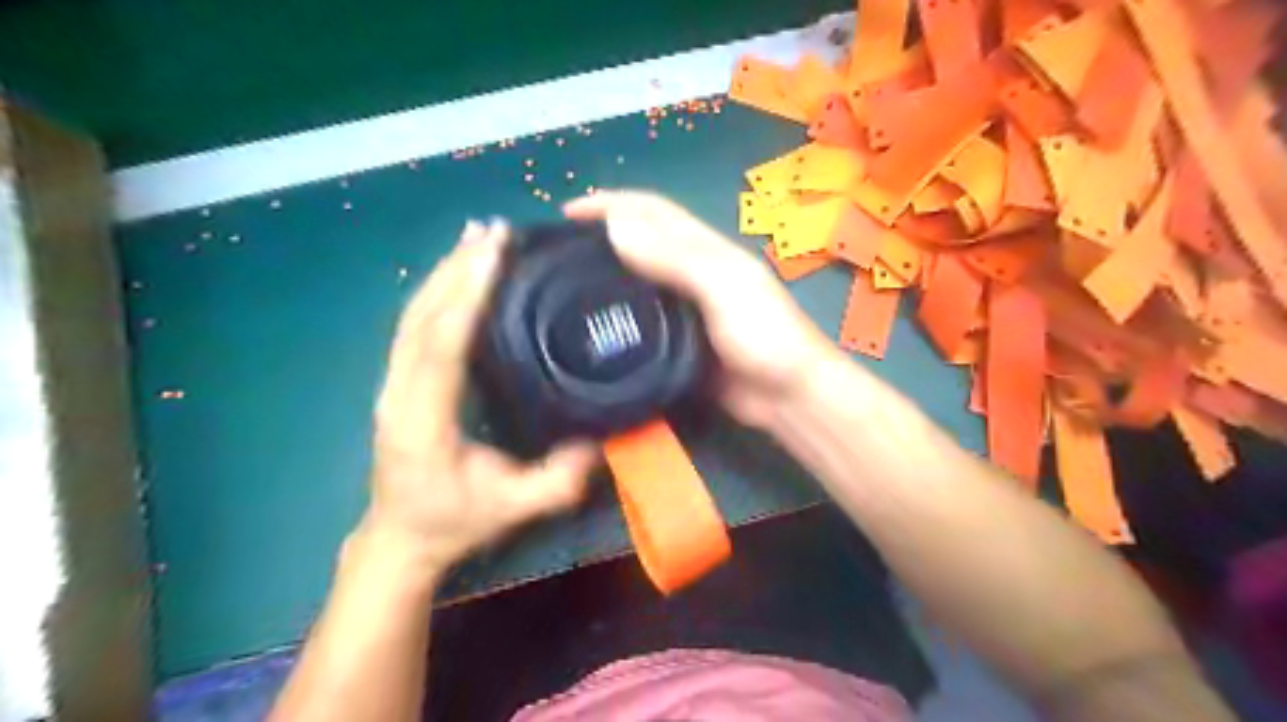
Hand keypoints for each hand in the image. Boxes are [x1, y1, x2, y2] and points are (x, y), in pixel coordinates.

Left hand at [360, 219, 596, 569]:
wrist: (399, 540)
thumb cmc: (452, 524)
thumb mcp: (512, 510)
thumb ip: (558, 481)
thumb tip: (601, 442)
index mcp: (422, 421)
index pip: (441, 347)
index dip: (467, 298)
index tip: (495, 257)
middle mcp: (398, 393)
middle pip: (420, 318)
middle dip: (456, 269)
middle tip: (494, 232)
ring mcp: (392, 384)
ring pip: (412, 315)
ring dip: (444, 272)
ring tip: (476, 237)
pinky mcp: (398, 380)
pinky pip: (414, 325)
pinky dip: (437, 291)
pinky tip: (457, 272)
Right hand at [565, 191, 834, 426]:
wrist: (787, 396)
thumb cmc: (764, 334)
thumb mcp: (723, 288)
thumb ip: (674, 258)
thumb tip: (615, 226)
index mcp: (705, 248)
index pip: (651, 211)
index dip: (611, 203)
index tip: (567, 214)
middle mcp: (691, 271)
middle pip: (640, 242)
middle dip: (601, 236)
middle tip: (558, 253)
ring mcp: (684, 308)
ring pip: (637, 282)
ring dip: (606, 275)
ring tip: (565, 287)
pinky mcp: (678, 341)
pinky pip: (641, 321)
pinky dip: (617, 316)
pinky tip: (594, 327)